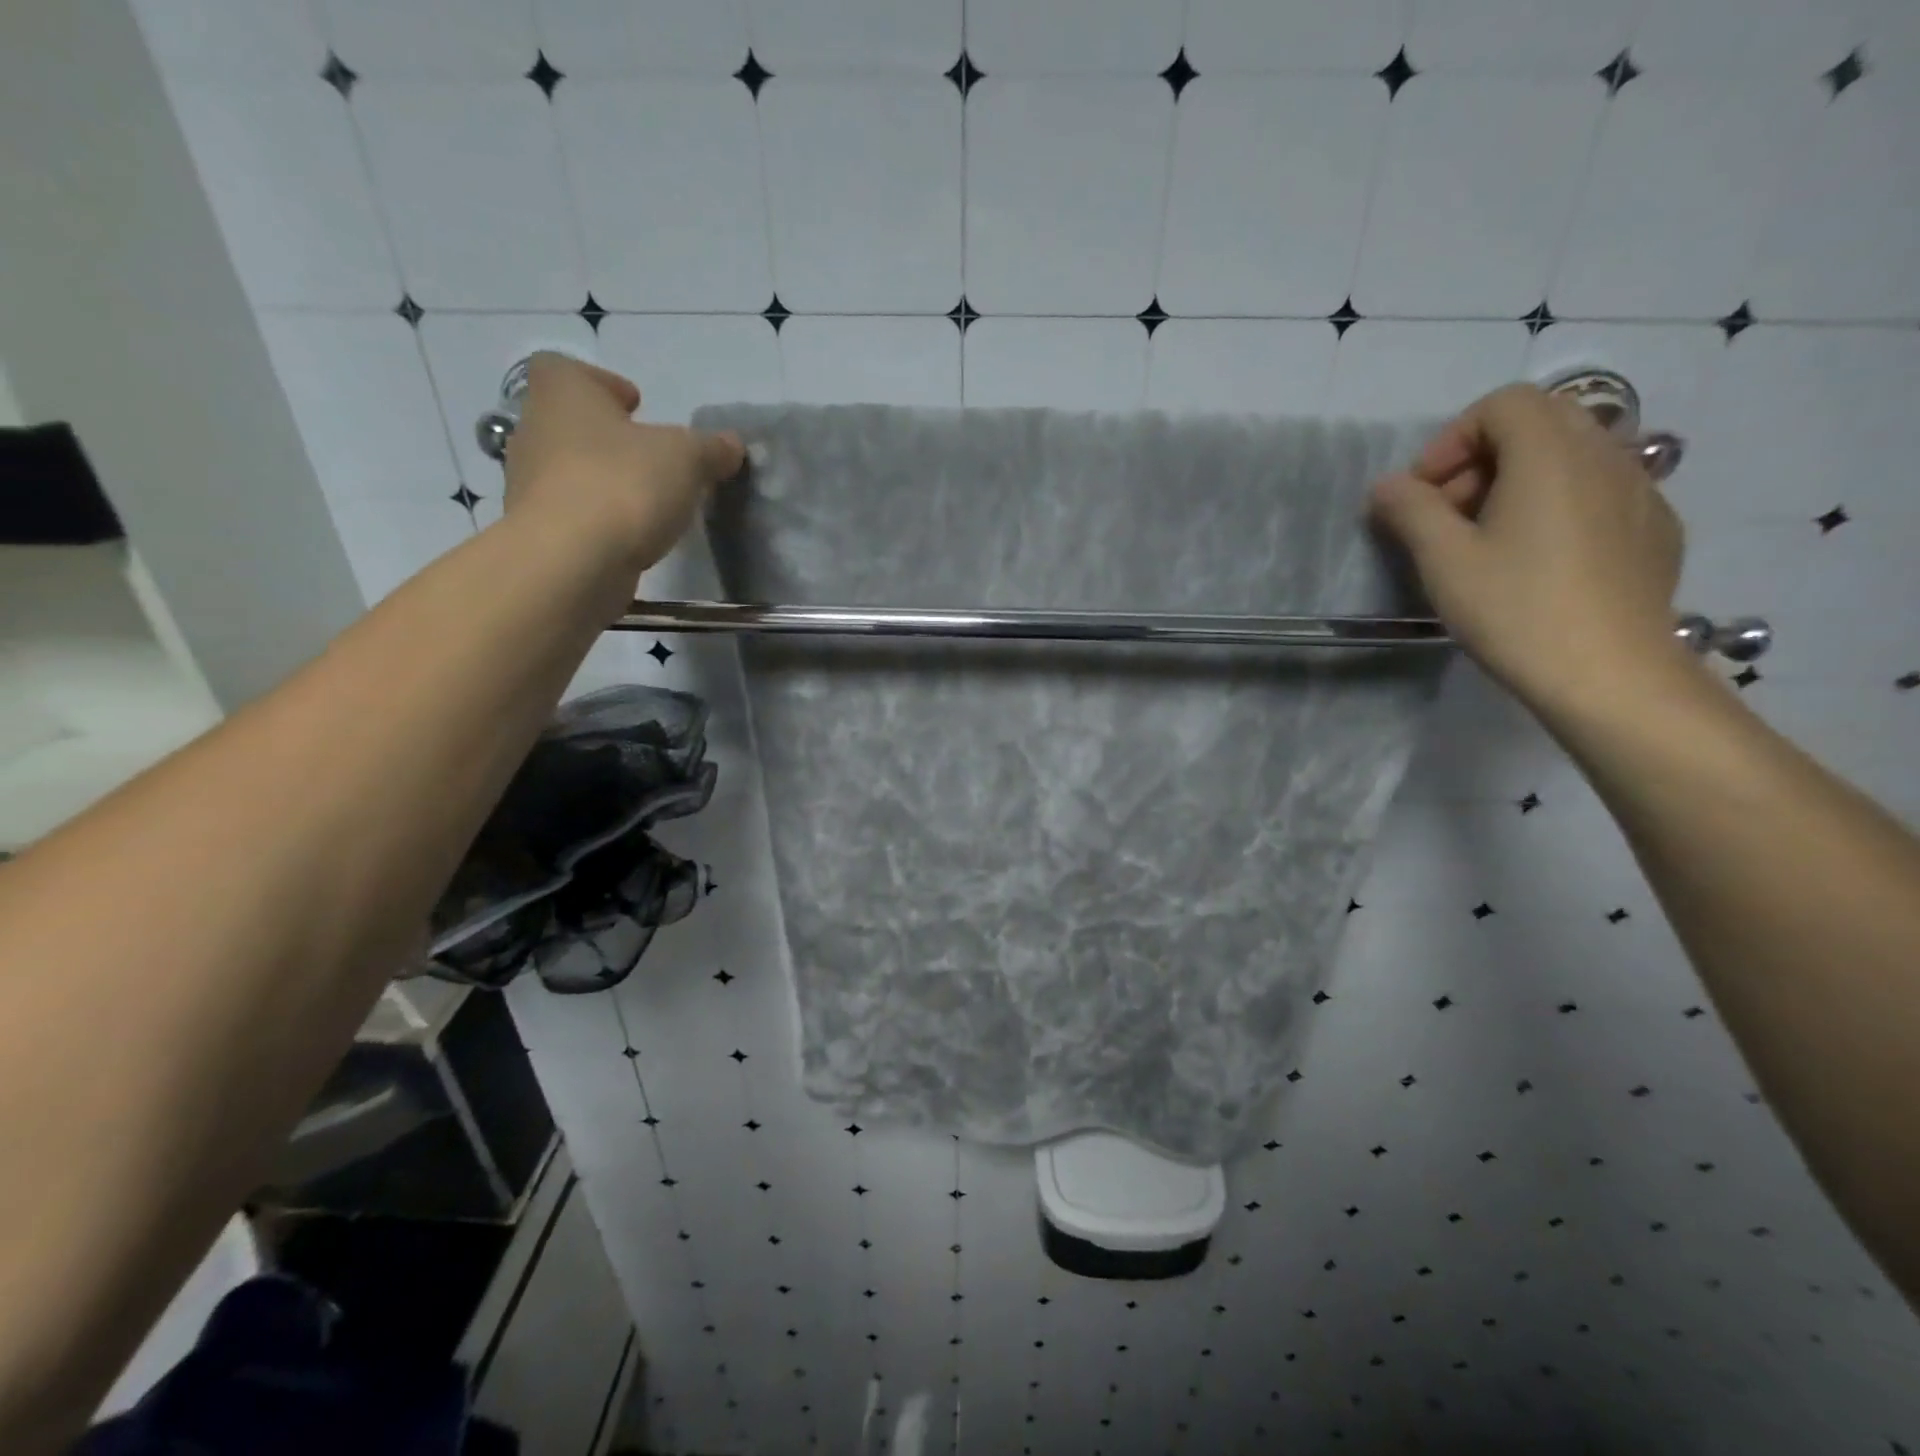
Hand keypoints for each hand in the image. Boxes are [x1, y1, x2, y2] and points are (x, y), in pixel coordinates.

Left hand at [503, 352, 743, 575]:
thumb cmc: (624, 485)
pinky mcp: (539, 532)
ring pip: (571, 471)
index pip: (566, 369)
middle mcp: (534, 430)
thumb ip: (711, 449)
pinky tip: (633, 537)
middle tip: (652, 459)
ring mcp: (529, 484)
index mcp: (562, 394)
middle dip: (610, 439)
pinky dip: (600, 521)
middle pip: (571, 424)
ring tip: (649, 504)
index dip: (603, 383)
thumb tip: (731, 445)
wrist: (571, 562)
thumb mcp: (687, 459)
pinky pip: (574, 515)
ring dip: (605, 482)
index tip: (636, 406)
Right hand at [1368, 382, 1687, 717]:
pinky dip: (1559, 506)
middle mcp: (1605, 456)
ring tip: (1490, 539)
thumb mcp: (1443, 559)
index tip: (1425, 492)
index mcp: (1551, 454)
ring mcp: (1641, 491)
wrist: (1609, 672)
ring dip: (1521, 481)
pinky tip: (1541, 559)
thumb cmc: (1515, 608)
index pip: (1502, 405)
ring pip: (1573, 458)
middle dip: (1484, 458)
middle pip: (1540, 424)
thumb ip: (1410, 510)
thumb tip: (1387, 486)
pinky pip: (1600, 493)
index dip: (1452, 439)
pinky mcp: (1656, 529)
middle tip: (1450, 514)